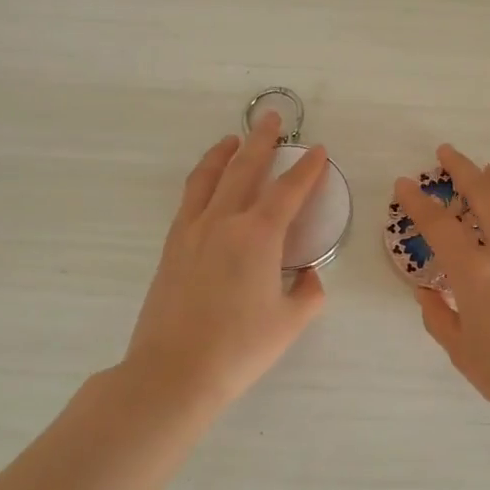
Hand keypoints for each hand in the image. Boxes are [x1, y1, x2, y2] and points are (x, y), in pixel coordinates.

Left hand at [124, 112, 329, 406]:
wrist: (173, 372)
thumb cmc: (239, 348)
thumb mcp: (290, 322)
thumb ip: (309, 292)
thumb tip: (308, 275)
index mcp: (258, 236)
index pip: (289, 190)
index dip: (307, 168)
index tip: (317, 149)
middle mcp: (223, 221)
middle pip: (244, 167)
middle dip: (262, 140)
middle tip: (271, 118)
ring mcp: (191, 231)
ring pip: (208, 178)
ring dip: (223, 153)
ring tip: (233, 140)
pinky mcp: (172, 246)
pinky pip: (189, 200)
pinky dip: (202, 180)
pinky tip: (207, 185)